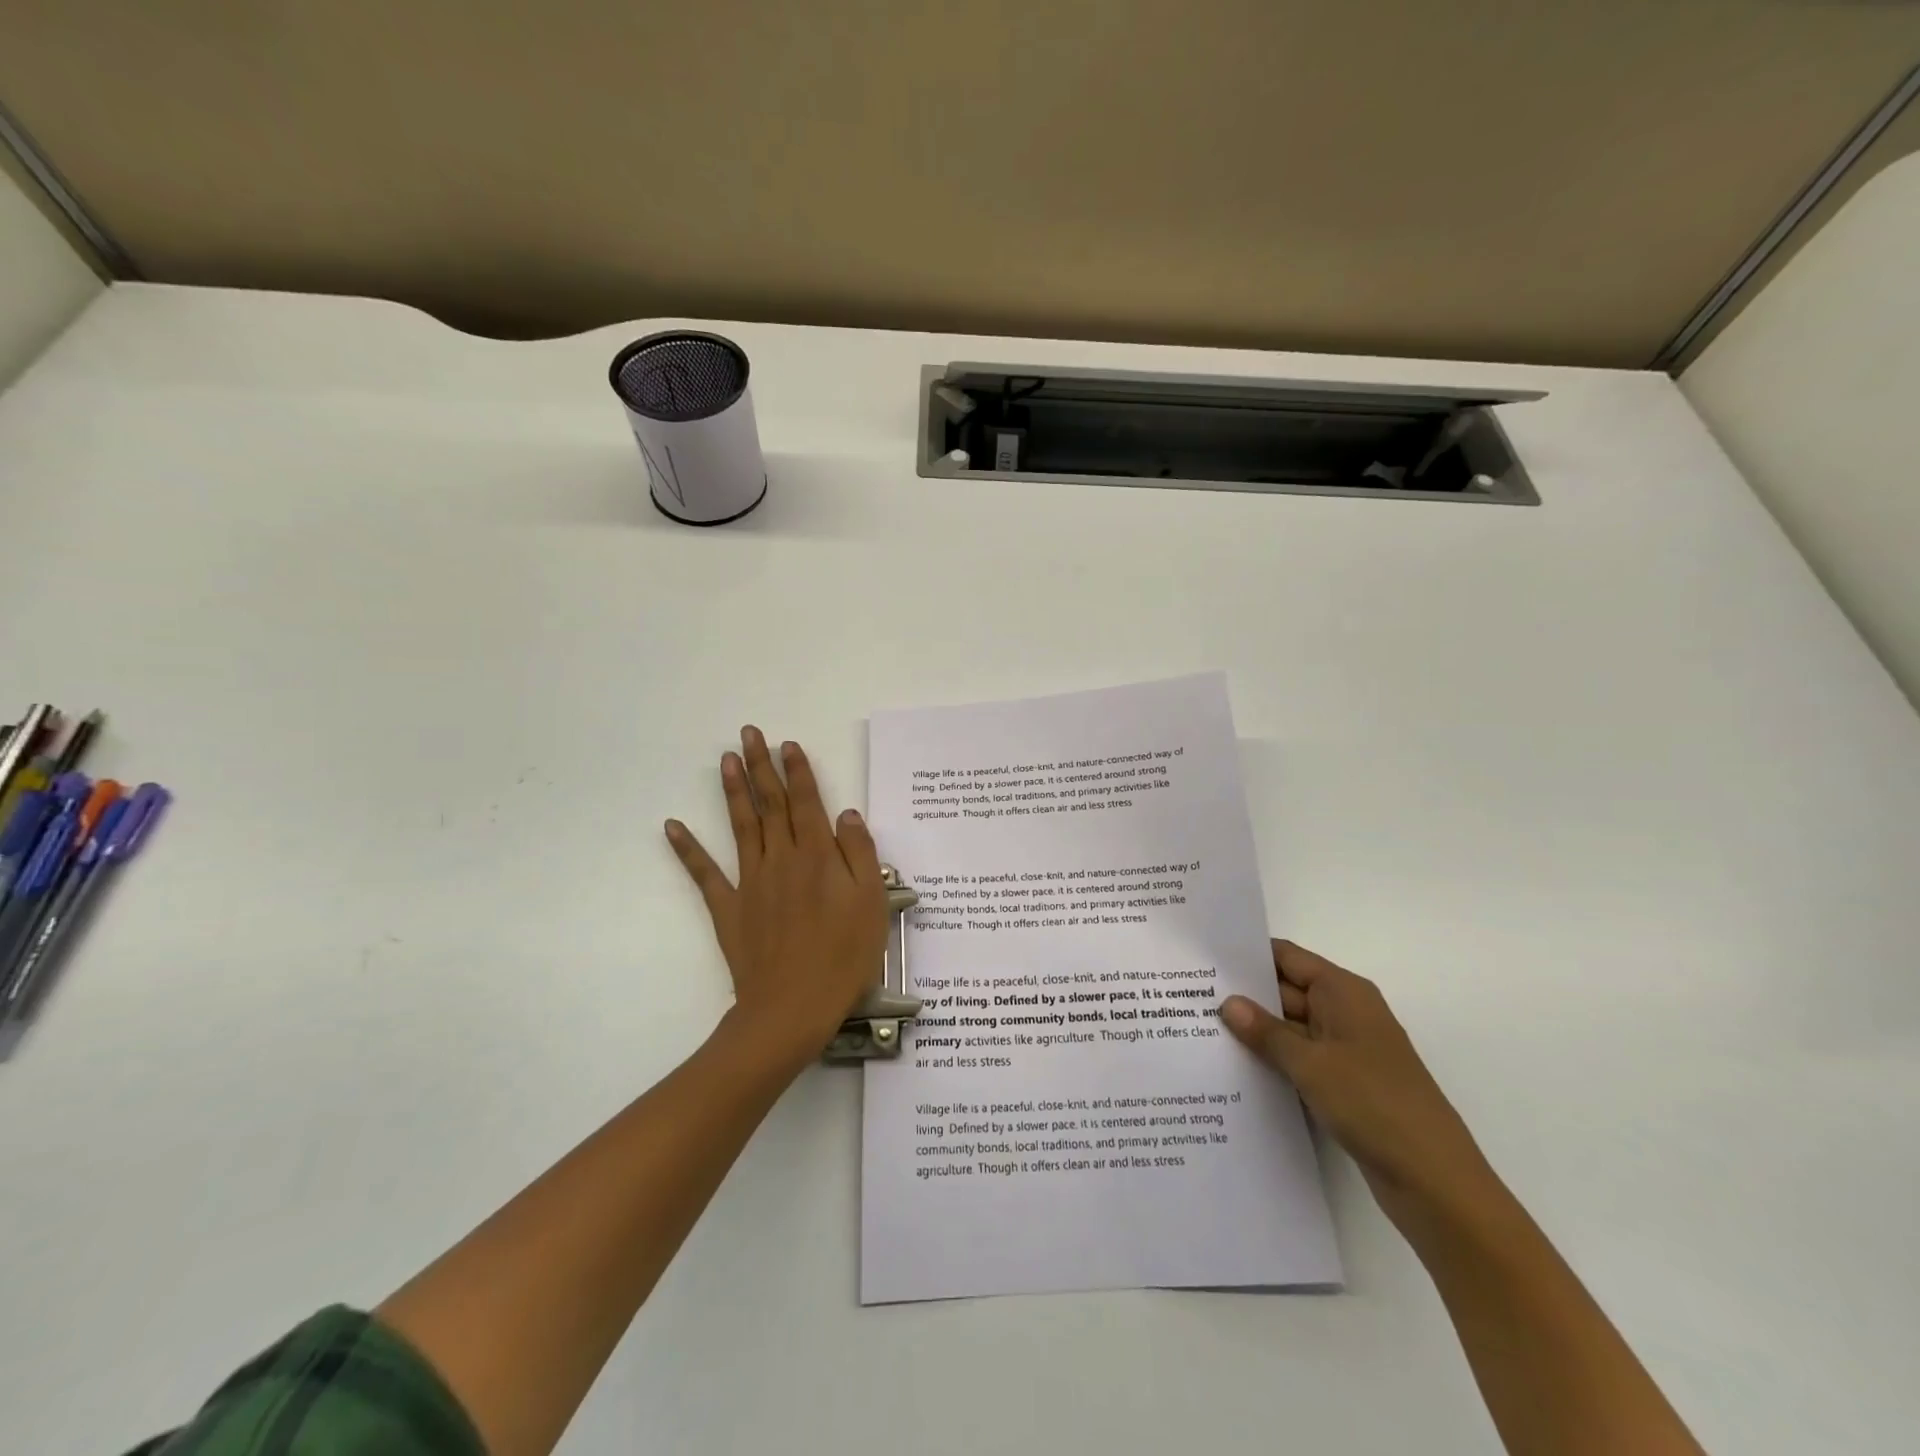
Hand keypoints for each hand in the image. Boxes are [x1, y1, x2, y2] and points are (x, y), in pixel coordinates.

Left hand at [665, 727, 887, 1056]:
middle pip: (771, 804)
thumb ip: (861, 854)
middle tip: (749, 734)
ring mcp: (751, 882)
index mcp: (818, 856)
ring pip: (741, 826)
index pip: (807, 802)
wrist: (794, 1006)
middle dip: (761, 766)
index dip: (797, 771)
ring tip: (725, 760)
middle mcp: (781, 858)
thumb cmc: (844, 956)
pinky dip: (688, 849)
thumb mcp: (873, 903)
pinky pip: (705, 873)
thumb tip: (846, 815)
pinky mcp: (729, 908)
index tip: (787, 744)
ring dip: (733, 791)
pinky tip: (674, 826)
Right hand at [1221, 940, 1497, 1231]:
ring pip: (1289, 1028)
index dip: (1246, 954)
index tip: (1202, 957)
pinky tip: (1234, 1068)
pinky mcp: (1344, 1084)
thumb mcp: (1311, 1064)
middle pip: (1285, 991)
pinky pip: (1299, 1059)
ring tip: (1199, 1029)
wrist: (1435, 1182)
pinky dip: (1272, 1060)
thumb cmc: (1374, 1104)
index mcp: (1343, 992)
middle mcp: (1345, 1012)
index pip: (1286, 957)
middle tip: (1187, 997)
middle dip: (1243, 996)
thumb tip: (1228, 1002)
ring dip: (1255, 1032)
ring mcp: (1346, 1050)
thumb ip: (1266, 1032)